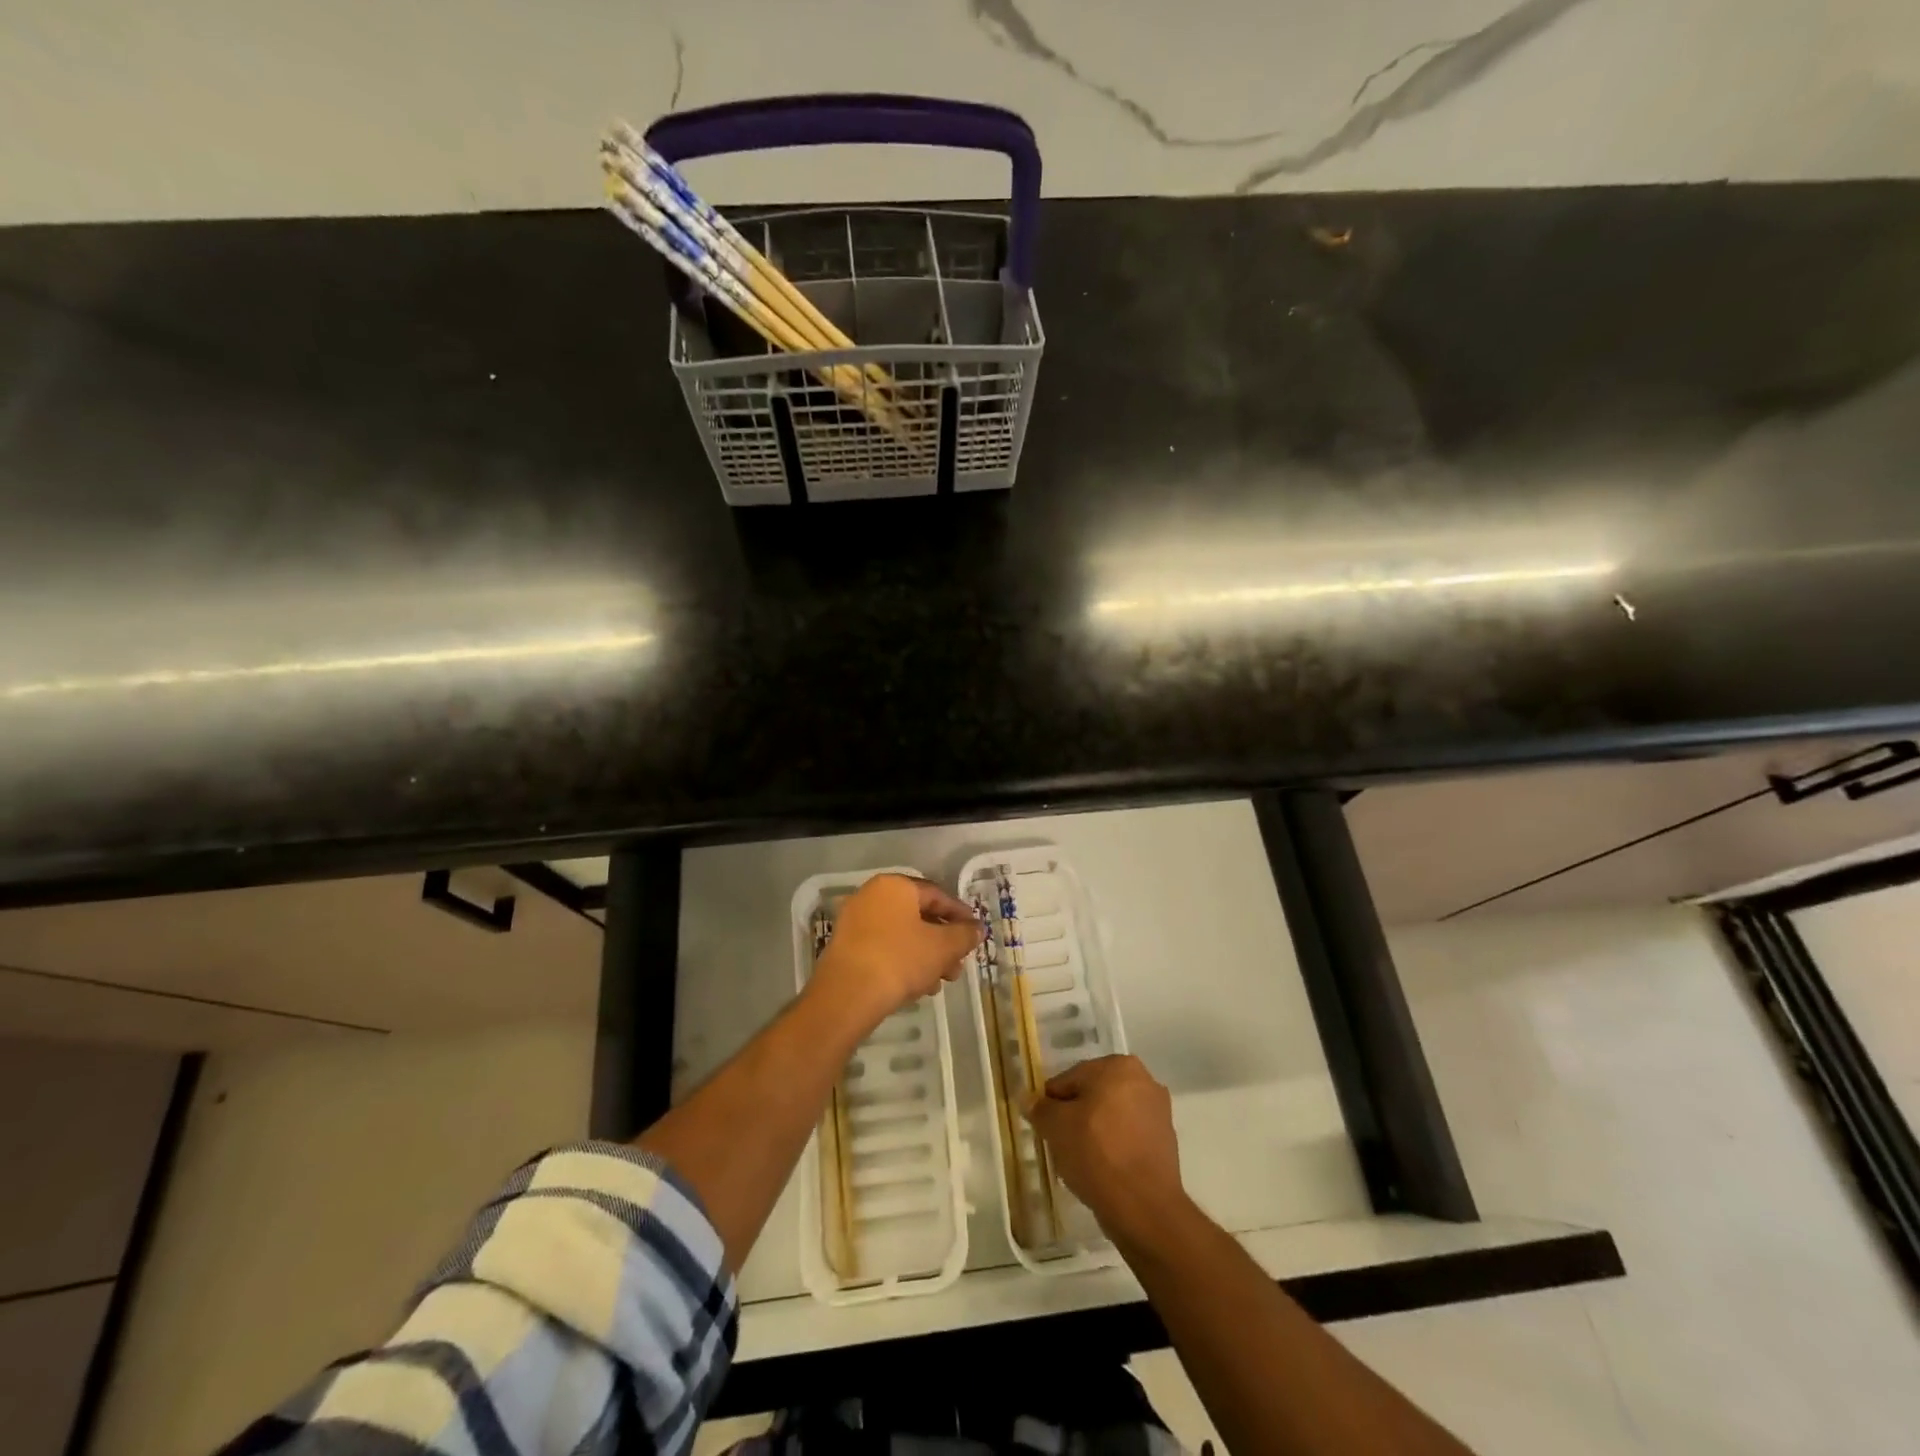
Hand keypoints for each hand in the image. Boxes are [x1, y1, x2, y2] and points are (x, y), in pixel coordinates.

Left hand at [810, 874, 982, 1031]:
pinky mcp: (846, 947)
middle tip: (958, 964)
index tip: (974, 933)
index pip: (937, 894)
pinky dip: (904, 961)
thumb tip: (976, 929)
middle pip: (918, 916)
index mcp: (895, 886)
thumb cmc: (899, 960)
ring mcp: (855, 921)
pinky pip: (884, 947)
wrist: (847, 996)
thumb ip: (964, 934)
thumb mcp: (942, 947)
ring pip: (902, 934)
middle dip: (943, 942)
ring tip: (940, 981)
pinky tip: (918, 987)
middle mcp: (871, 896)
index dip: (960, 914)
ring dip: (926, 955)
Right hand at [1026, 1055, 1187, 1246]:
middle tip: (1061, 1144)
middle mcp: (1143, 1079)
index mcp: (1118, 1066)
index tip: (1045, 1128)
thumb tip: (1027, 1098)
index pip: (1070, 1079)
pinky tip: (1104, 1170)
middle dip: (1075, 1116)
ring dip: (1095, 1132)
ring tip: (1082, 1161)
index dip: (1052, 1104)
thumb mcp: (1056, 1127)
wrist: (1144, 1207)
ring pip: (1111, 1116)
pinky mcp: (1166, 1141)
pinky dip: (1114, 1147)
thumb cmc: (1096, 1153)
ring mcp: (1158, 1111)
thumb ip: (1040, 1108)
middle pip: (1093, 1095)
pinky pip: (1128, 1137)